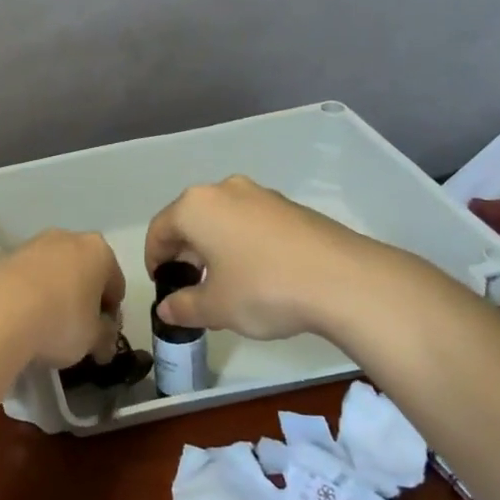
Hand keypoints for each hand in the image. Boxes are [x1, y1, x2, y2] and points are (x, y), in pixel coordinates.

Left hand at [0, 230, 125, 368]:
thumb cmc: (60, 321)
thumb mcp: (92, 339)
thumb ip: (104, 338)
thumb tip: (104, 344)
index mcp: (98, 252)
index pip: (115, 284)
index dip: (111, 313)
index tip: (102, 336)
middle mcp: (66, 238)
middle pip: (82, 271)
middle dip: (81, 297)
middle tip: (75, 331)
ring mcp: (30, 244)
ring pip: (50, 271)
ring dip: (51, 293)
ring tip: (42, 327)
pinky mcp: (0, 256)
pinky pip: (21, 278)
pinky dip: (23, 294)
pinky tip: (16, 320)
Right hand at [144, 176, 380, 340]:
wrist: (344, 280)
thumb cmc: (264, 289)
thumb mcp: (216, 307)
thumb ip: (184, 306)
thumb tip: (167, 309)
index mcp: (196, 207)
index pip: (159, 230)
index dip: (154, 260)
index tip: (162, 287)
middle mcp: (225, 190)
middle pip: (191, 220)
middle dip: (185, 254)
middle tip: (191, 288)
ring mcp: (261, 195)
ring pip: (223, 220)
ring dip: (215, 248)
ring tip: (225, 285)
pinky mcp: (290, 207)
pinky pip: (251, 223)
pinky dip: (243, 245)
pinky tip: (258, 276)